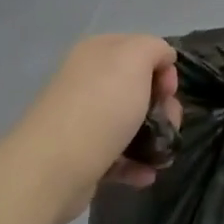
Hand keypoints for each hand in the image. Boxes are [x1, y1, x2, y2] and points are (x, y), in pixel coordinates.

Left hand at [7, 34, 181, 223]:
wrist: (54, 166)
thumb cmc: (101, 106)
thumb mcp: (135, 59)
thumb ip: (154, 48)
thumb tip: (162, 59)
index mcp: (98, 52)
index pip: (141, 50)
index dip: (163, 68)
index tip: (169, 91)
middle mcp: (88, 80)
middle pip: (139, 88)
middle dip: (163, 107)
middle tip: (169, 124)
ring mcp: (84, 119)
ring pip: (131, 123)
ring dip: (154, 138)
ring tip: (161, 156)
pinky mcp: (83, 154)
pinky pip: (118, 155)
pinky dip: (136, 164)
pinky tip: (146, 174)